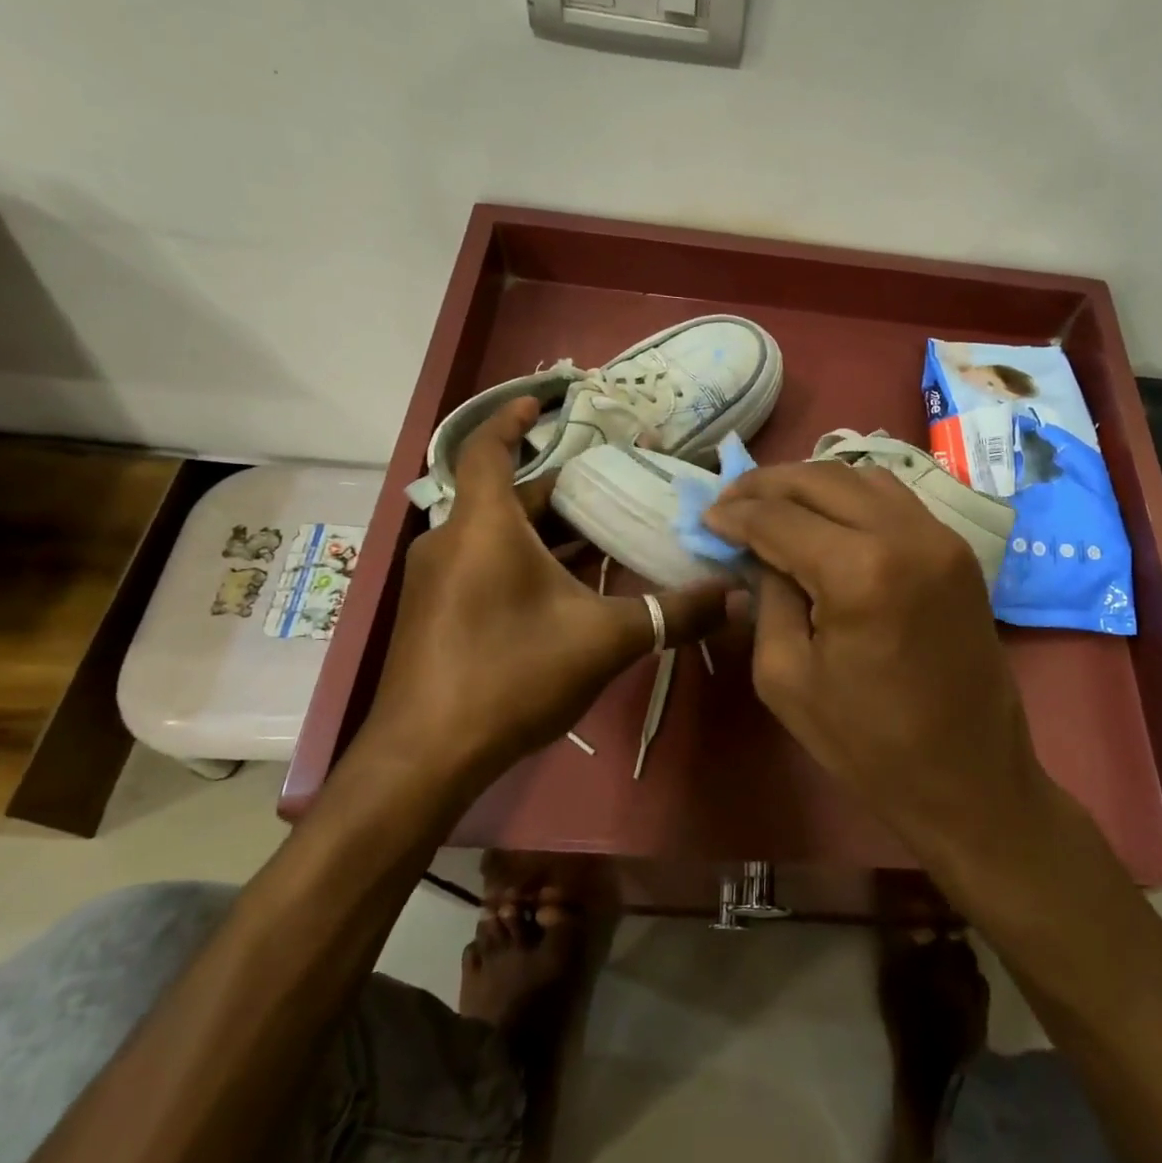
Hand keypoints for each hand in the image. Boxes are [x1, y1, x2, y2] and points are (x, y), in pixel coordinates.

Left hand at [363, 398, 727, 784]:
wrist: (424, 758)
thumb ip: (672, 614)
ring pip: (497, 536)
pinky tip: (567, 590)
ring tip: (604, 536)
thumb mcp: (603, 641)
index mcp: (483, 527)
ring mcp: (437, 579)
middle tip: (614, 489)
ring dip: (547, 533)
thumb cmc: (510, 677)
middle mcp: (451, 541)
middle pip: (507, 498)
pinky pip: (484, 565)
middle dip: (560, 492)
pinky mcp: (435, 613)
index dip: (513, 420)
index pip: (489, 449)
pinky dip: (525, 562)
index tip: (543, 404)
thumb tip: (736, 596)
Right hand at [704, 461, 1044, 856]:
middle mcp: (906, 535)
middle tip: (732, 500)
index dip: (736, 513)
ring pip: (863, 477)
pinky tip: (826, 517)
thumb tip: (759, 554)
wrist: (969, 778)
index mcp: (860, 571)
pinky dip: (853, 496)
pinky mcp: (959, 551)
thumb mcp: (786, 677)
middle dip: (768, 485)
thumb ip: (766, 600)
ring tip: (774, 504)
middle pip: (822, 479)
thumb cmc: (868, 744)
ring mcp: (942, 537)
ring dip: (811, 484)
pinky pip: (896, 500)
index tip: (707, 516)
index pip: (780, 518)